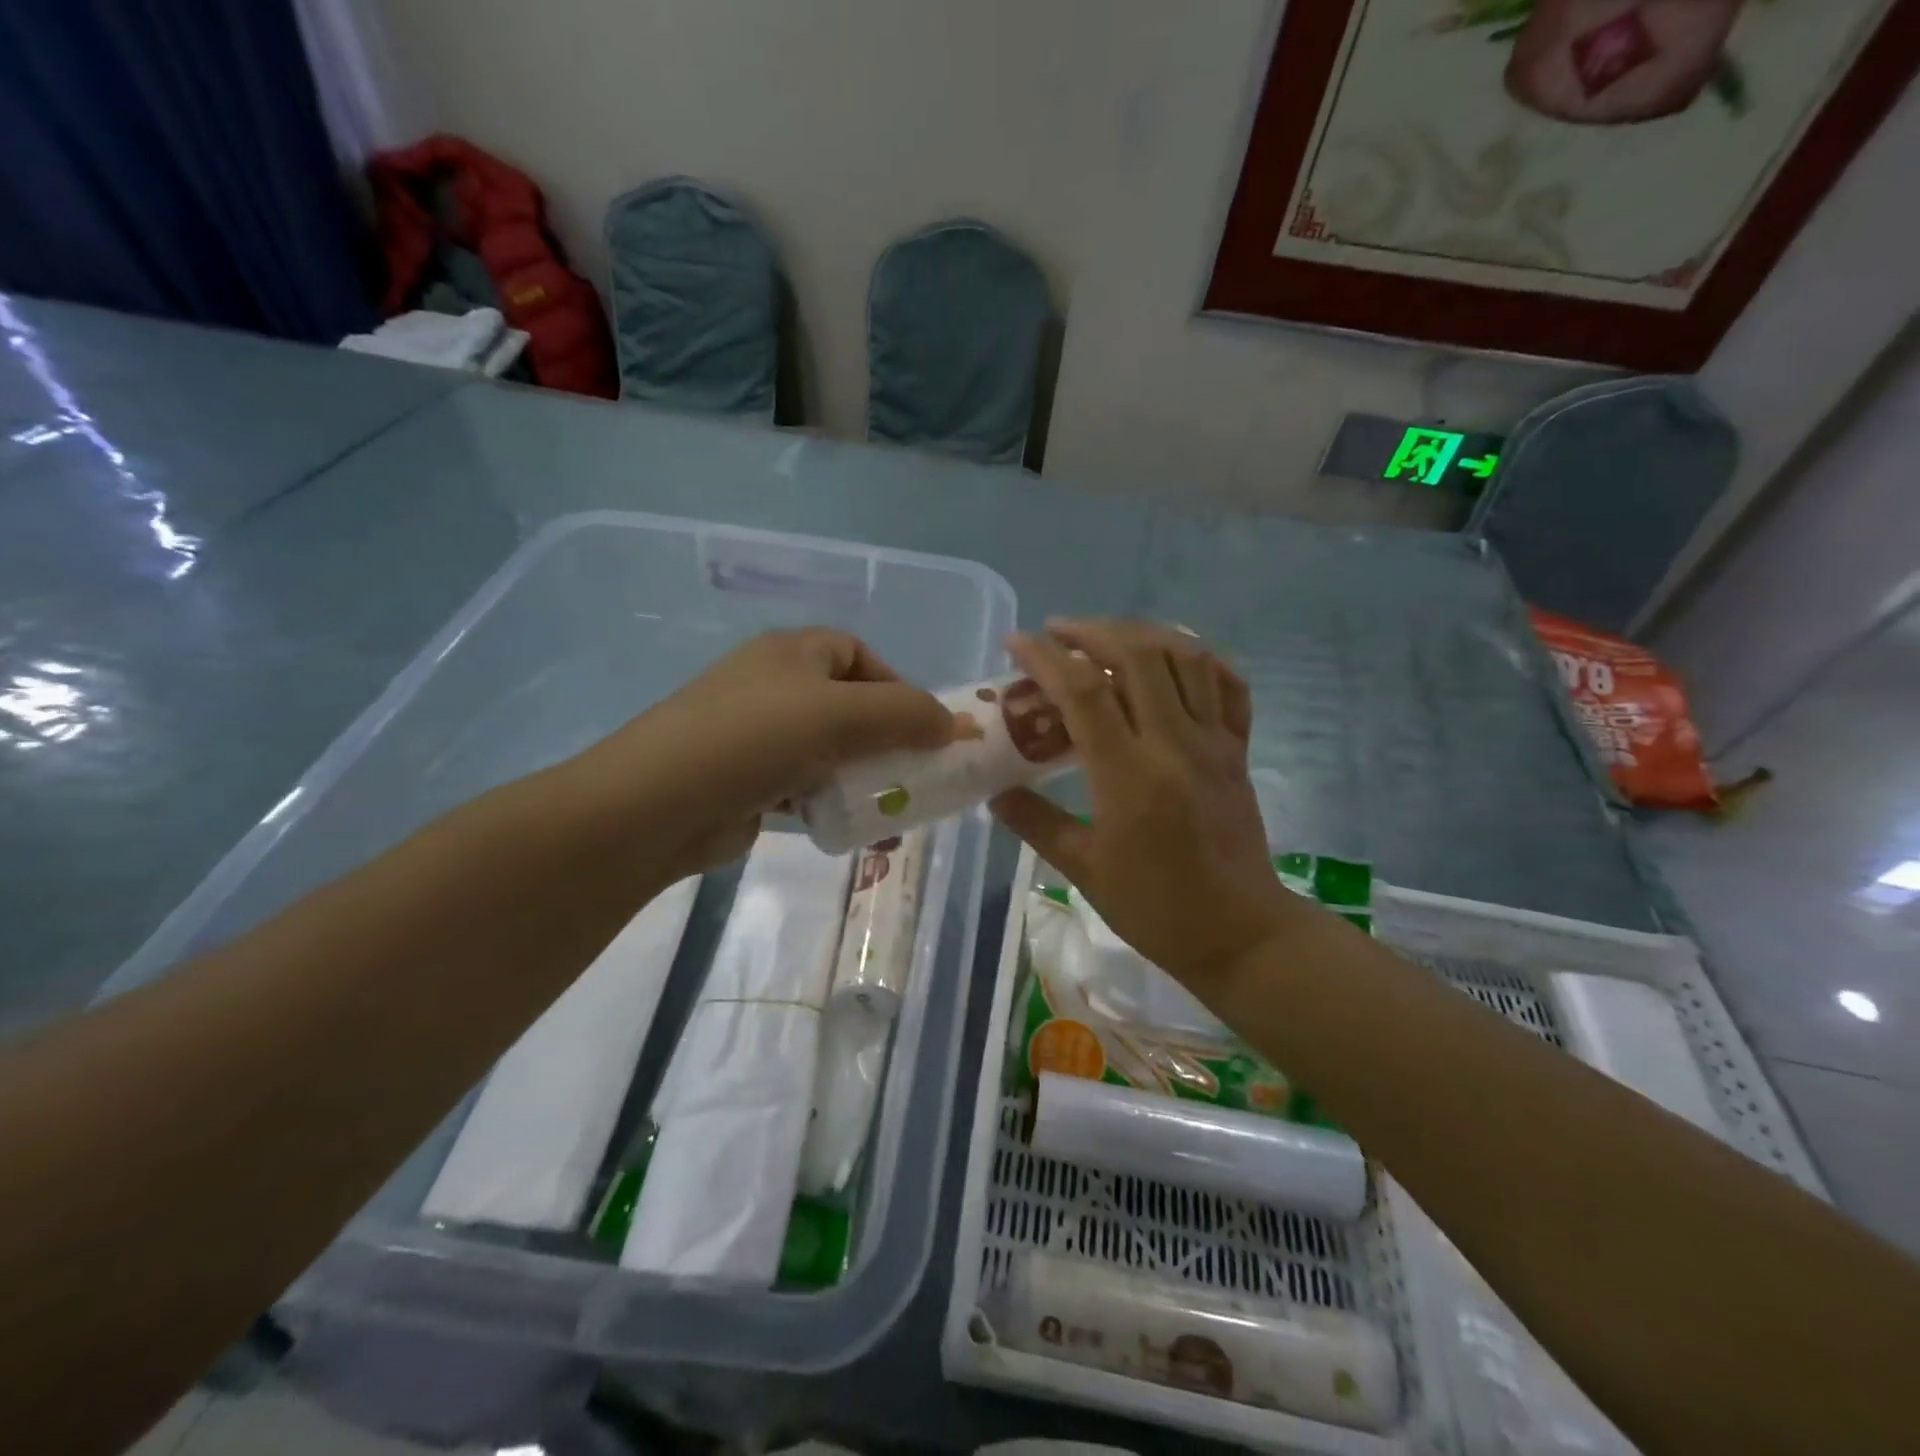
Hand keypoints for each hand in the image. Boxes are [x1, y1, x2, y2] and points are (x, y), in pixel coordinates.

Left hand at [558, 628, 952, 881]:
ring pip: (828, 751)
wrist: (657, 804)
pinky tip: (848, 828)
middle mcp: (773, 685)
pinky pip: (805, 786)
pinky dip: (830, 803)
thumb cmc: (755, 738)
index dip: (896, 684)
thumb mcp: (841, 715)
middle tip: (915, 774)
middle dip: (885, 740)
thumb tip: (953, 723)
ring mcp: (756, 734)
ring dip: (862, 778)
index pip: (857, 654)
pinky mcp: (747, 781)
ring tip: (889, 809)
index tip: (922, 727)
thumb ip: (905, 714)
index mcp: (792, 653)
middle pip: (847, 705)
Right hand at [990, 619, 1297, 993]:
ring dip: (1141, 633)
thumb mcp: (1083, 870)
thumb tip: (996, 795)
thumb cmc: (1156, 907)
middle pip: (1136, 655)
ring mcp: (1214, 742)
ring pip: (1185, 657)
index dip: (1045, 658)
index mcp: (1129, 775)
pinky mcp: (1239, 749)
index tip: (1016, 642)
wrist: (1240, 934)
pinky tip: (1172, 657)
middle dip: (1091, 631)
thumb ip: (1036, 824)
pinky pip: (1228, 684)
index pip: (1083, 692)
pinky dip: (1199, 657)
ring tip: (1107, 636)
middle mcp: (1174, 743)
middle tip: (1057, 633)